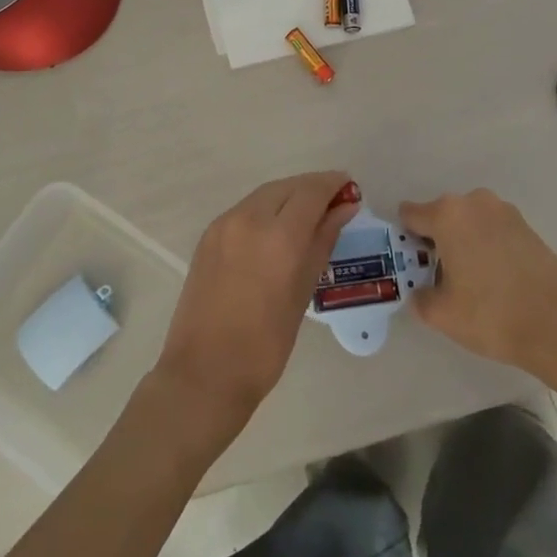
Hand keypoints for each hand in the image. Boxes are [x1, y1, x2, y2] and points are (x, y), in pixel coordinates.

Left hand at [154, 171, 358, 448]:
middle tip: (334, 202)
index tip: (350, 188)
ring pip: (265, 194)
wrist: (205, 372)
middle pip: (288, 187)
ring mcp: (225, 224)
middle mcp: (249, 218)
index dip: (333, 184)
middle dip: (313, 188)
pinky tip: (278, 227)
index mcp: (279, 236)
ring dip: (290, 196)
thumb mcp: (304, 291)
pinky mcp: (209, 235)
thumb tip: (344, 209)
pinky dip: (267, 208)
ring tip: (310, 214)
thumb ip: (323, 241)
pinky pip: (246, 209)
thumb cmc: (266, 343)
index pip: (312, 191)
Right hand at [401, 189, 556, 382]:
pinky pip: (493, 230)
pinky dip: (488, 247)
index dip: (406, 239)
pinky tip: (497, 280)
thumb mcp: (441, 314)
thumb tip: (420, 291)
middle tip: (441, 278)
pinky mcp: (528, 226)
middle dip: (436, 240)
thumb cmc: (492, 315)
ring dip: (464, 242)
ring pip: (469, 222)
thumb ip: (419, 297)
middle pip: (441, 216)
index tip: (412, 265)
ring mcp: (505, 211)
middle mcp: (475, 202)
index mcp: (448, 214)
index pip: (410, 215)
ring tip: (473, 281)